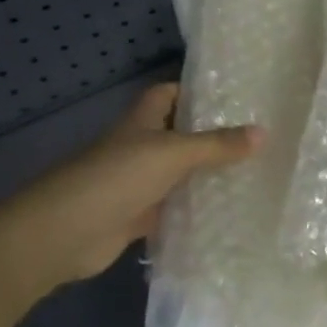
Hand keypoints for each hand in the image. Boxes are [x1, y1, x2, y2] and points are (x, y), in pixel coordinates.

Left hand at [0, 84, 260, 302]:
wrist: (63, 234)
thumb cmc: (116, 177)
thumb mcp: (173, 154)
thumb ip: (217, 145)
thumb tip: (264, 132)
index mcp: (142, 121)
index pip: (170, 94)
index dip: (196, 91)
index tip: (235, 96)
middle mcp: (140, 147)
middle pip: (180, 135)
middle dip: (212, 136)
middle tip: (258, 137)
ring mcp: (138, 183)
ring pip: (179, 174)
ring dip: (206, 175)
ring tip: (255, 172)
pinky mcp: (138, 217)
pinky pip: (174, 210)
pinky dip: (195, 211)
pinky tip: (228, 214)